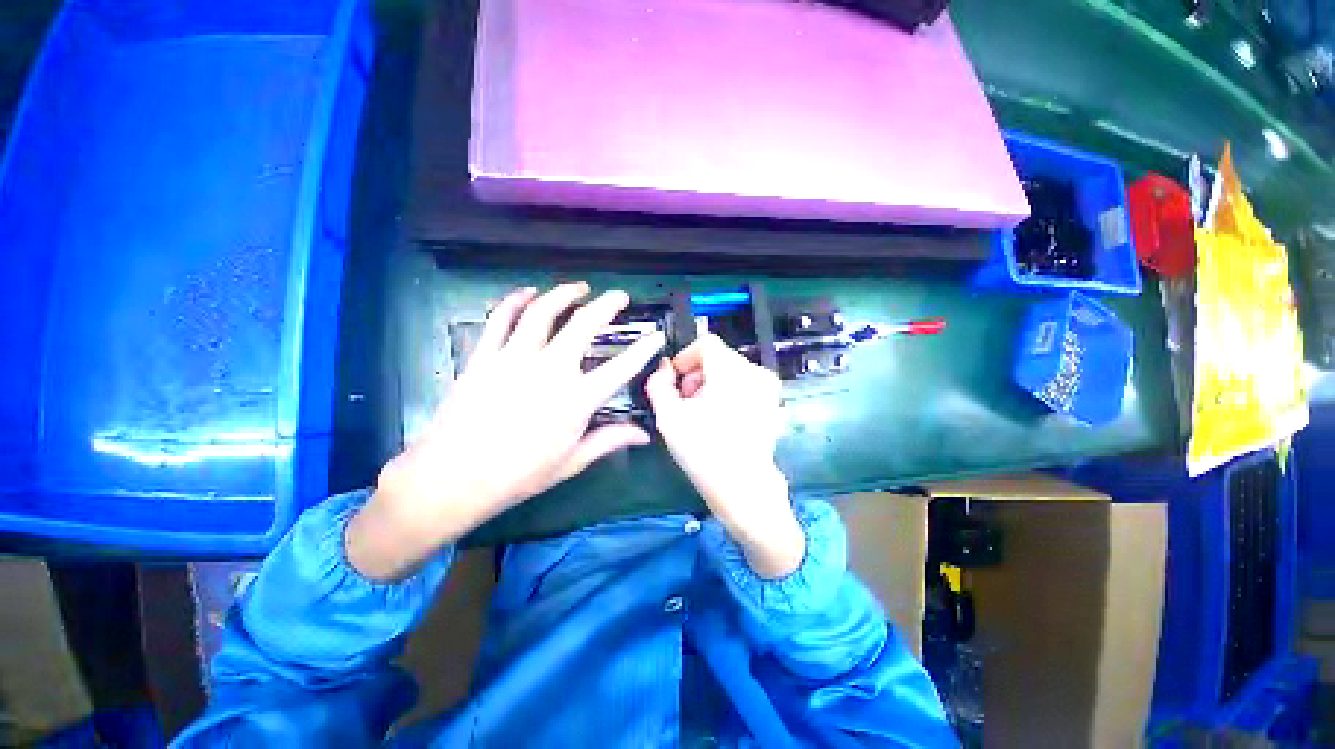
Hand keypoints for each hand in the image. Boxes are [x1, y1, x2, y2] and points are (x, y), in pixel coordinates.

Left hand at [347, 282, 664, 581]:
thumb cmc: (519, 474)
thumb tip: (644, 434)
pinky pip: (501, 319)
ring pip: (543, 312)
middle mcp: (550, 370)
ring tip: (579, 287)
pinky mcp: (485, 356)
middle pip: (583, 325)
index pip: (621, 367)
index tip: (655, 335)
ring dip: (564, 294)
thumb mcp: (572, 461)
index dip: (643, 349)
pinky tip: (527, 291)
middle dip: (606, 305)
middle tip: (618, 296)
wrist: (454, 477)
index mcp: (577, 399)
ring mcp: (515, 358)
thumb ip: (610, 440)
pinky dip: (515, 300)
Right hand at [645, 334, 803, 578]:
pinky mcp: (773, 403)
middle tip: (684, 403)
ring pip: (730, 372)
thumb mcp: (668, 417)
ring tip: (700, 415)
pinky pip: (744, 386)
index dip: (685, 358)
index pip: (705, 343)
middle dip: (696, 376)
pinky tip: (719, 421)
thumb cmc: (704, 451)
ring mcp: (768, 388)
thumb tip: (663, 367)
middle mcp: (755, 371)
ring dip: (710, 386)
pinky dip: (728, 394)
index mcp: (731, 370)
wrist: (744, 488)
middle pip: (717, 358)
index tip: (675, 382)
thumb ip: (658, 384)